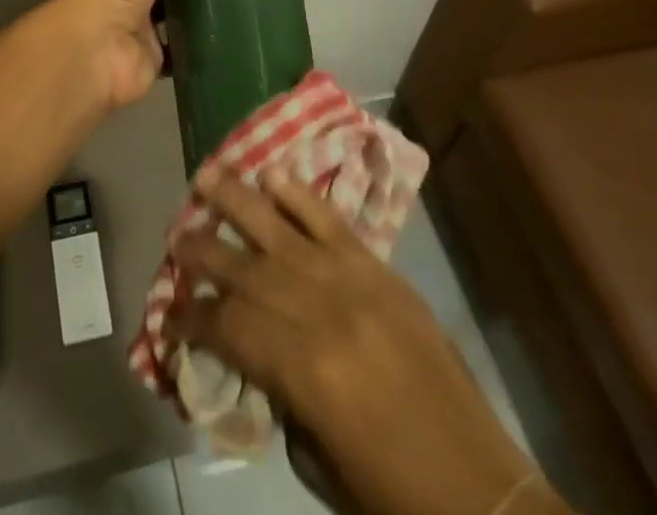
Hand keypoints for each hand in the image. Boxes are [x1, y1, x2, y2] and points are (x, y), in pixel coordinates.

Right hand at [173, 172, 550, 514]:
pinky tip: (272, 175)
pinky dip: (301, 196)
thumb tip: (251, 350)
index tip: (172, 312)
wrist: (484, 495)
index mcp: (306, 372)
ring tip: (204, 174)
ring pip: (283, 230)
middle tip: (174, 236)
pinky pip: (333, 223)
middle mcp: (323, 313)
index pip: (231, 325)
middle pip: (248, 269)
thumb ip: (279, 395)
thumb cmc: (395, 498)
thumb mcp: (320, 463)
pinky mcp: (383, 272)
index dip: (195, 317)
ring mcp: (355, 284)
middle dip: (204, 250)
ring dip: (239, 200)